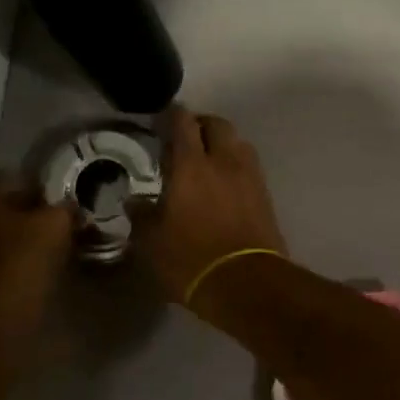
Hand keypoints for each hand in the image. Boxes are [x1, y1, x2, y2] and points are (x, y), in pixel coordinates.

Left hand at [0, 171, 73, 337]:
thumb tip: (70, 206)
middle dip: (25, 213)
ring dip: (17, 239)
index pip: (9, 178)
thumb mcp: (57, 223)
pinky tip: (32, 269)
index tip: (57, 194)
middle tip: (55, 221)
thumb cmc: (26, 256)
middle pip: (0, 208)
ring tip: (47, 248)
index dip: (36, 183)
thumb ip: (65, 208)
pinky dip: (11, 262)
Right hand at [133, 107, 286, 306]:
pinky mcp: (265, 196)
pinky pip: (249, 166)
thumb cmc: (191, 259)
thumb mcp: (152, 242)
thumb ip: (142, 216)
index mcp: (192, 165)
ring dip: (222, 143)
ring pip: (238, 142)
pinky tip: (225, 183)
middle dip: (201, 124)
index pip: (183, 123)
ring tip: (208, 159)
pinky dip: (236, 165)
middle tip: (185, 137)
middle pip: (217, 124)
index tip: (161, 119)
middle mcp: (224, 161)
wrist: (247, 283)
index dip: (172, 115)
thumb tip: (134, 201)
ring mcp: (250, 177)